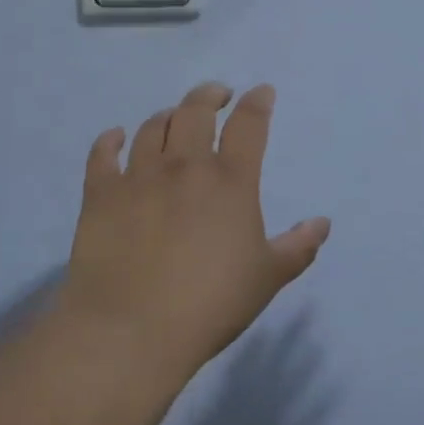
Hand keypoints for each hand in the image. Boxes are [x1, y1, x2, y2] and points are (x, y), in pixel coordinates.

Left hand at [55, 82, 330, 382]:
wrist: (130, 331)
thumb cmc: (210, 304)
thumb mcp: (267, 278)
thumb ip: (298, 247)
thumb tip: (322, 223)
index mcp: (231, 180)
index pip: (249, 124)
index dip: (258, 102)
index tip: (262, 92)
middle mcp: (185, 166)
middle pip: (196, 110)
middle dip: (210, 95)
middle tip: (218, 96)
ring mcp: (139, 177)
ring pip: (152, 126)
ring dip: (168, 115)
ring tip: (174, 118)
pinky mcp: (100, 195)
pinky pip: (102, 154)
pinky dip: (110, 140)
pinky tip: (116, 138)